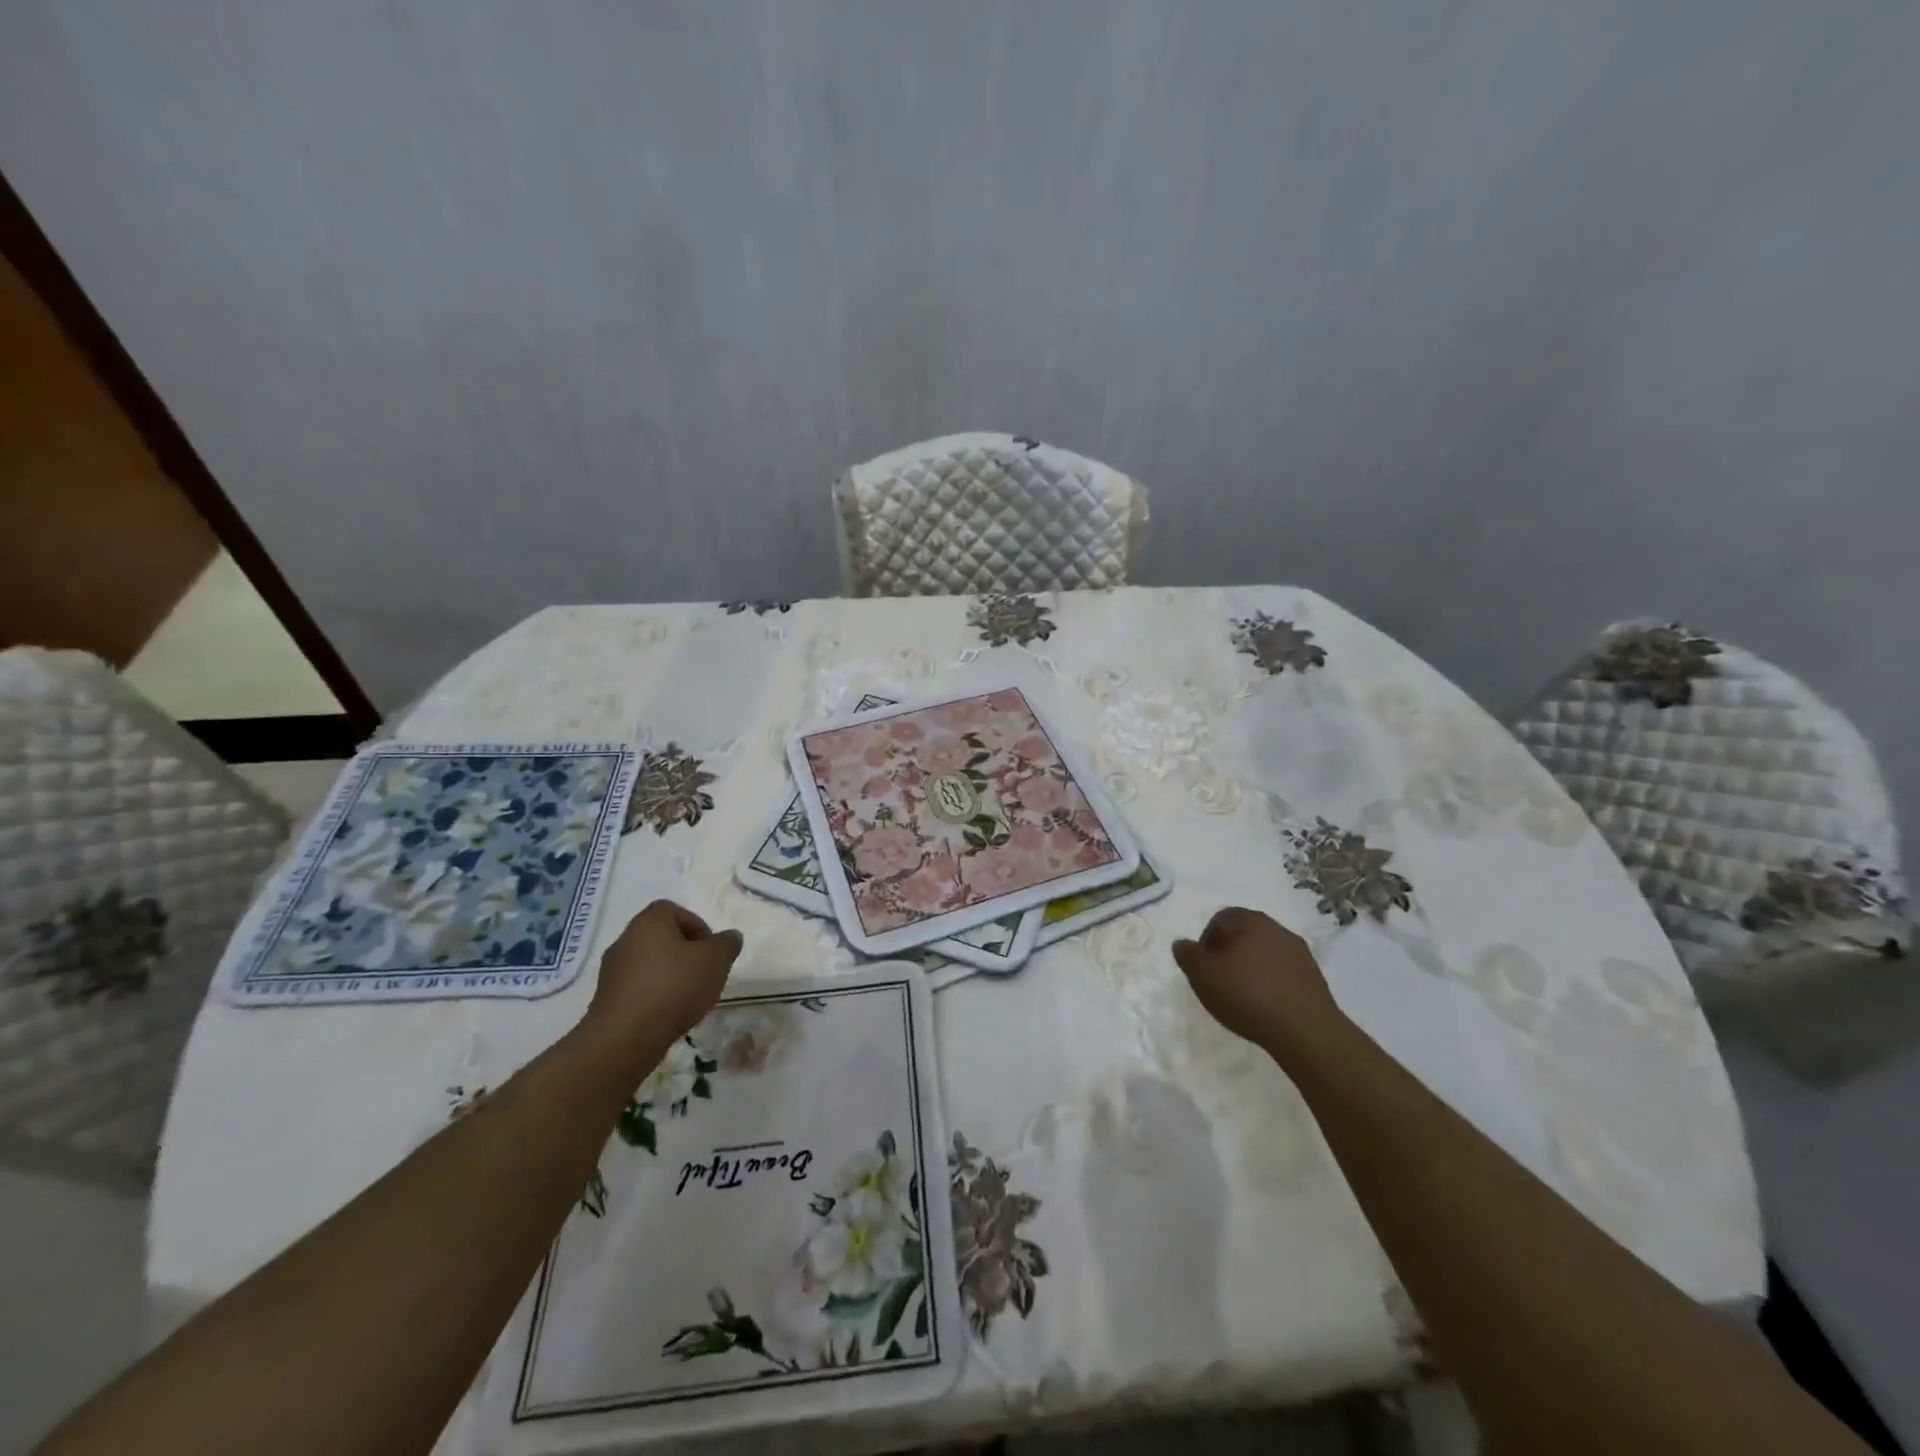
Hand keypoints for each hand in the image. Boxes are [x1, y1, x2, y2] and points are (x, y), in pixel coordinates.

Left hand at [584, 900, 742, 1056]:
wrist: (625, 1037)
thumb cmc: (674, 987)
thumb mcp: (716, 960)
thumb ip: (727, 944)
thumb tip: (730, 937)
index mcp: (649, 921)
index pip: (674, 910)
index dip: (697, 926)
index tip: (710, 951)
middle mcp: (625, 940)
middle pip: (660, 938)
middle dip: (684, 953)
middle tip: (703, 973)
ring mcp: (611, 971)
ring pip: (648, 964)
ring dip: (668, 976)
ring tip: (687, 998)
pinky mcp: (605, 1000)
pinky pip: (636, 988)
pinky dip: (653, 996)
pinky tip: (667, 1015)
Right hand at [1172, 907, 1340, 1051]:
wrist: (1305, 1030)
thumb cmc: (1247, 995)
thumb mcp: (1203, 976)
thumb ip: (1188, 956)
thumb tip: (1182, 944)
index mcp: (1250, 921)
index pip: (1221, 919)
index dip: (1206, 940)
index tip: (1202, 966)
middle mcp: (1277, 929)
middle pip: (1245, 934)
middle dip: (1229, 953)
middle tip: (1219, 979)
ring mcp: (1300, 953)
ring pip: (1266, 953)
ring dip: (1252, 968)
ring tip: (1242, 995)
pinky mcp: (1315, 978)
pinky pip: (1284, 973)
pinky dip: (1271, 983)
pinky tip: (1265, 1006)